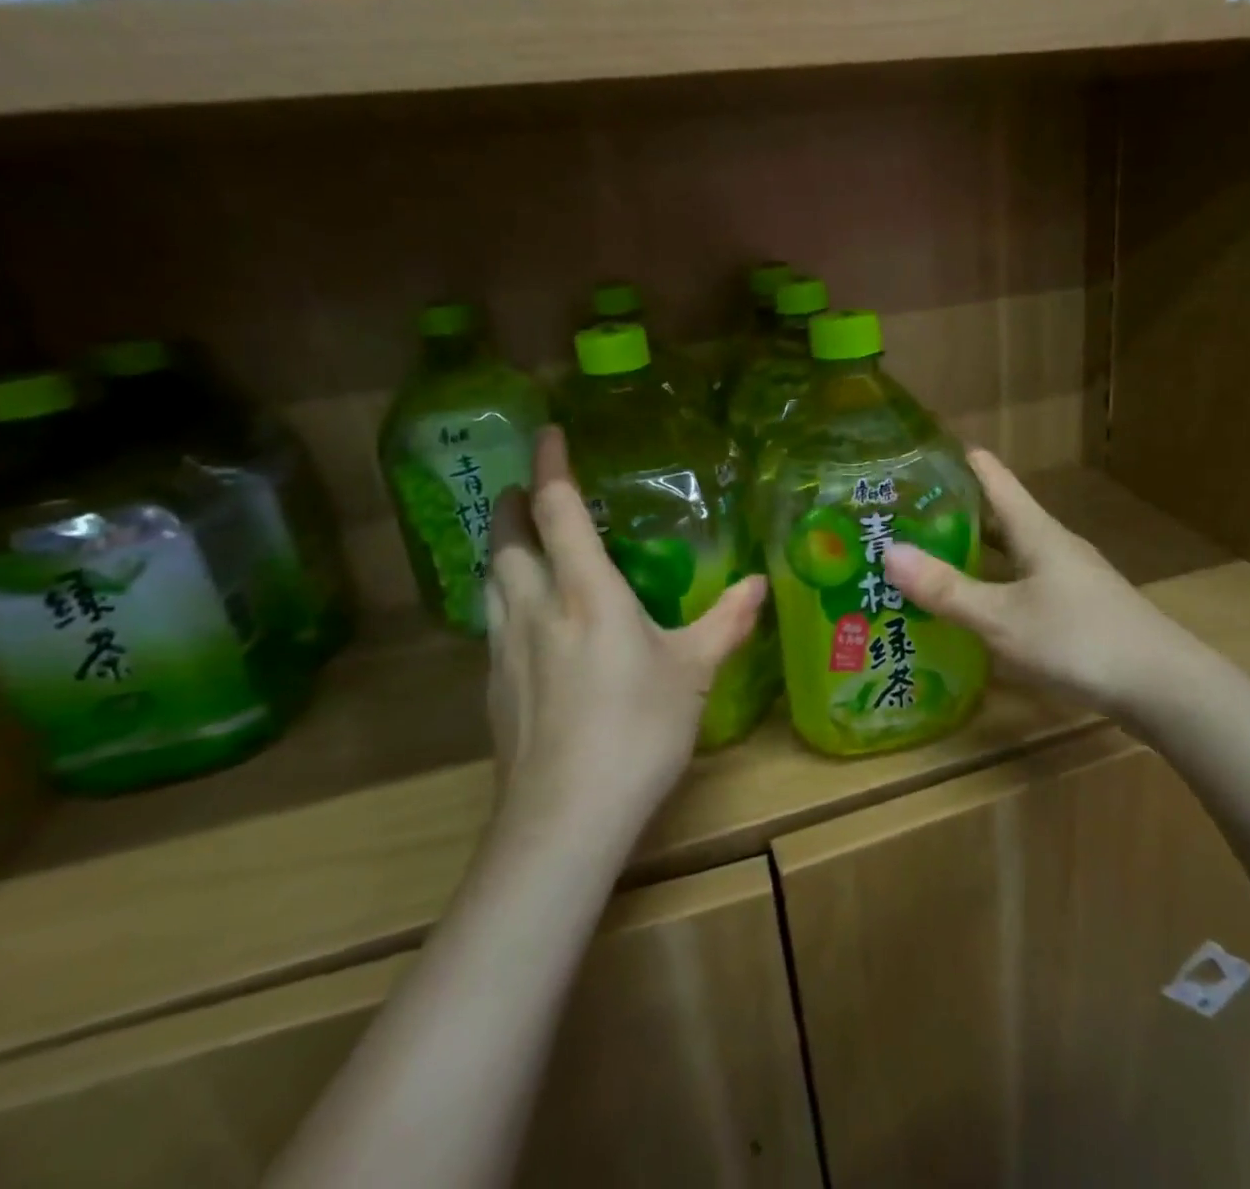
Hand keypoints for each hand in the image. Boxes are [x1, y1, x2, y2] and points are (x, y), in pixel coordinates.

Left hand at [483, 428, 765, 833]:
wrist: (564, 818)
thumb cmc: (637, 730)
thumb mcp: (694, 672)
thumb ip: (726, 622)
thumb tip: (758, 583)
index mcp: (585, 591)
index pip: (557, 509)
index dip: (549, 465)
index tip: (546, 432)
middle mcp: (535, 607)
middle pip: (505, 539)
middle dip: (510, 503)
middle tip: (524, 488)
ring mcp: (505, 648)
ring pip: (490, 579)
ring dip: (500, 548)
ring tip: (518, 542)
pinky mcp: (494, 686)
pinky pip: (492, 620)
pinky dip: (503, 597)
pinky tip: (526, 619)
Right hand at [882, 449, 1201, 726]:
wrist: (1163, 687)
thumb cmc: (1079, 640)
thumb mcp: (1002, 618)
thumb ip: (946, 590)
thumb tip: (888, 552)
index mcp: (1036, 531)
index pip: (993, 476)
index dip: (957, 459)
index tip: (916, 452)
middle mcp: (1052, 545)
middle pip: (998, 514)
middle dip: (953, 511)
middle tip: (903, 515)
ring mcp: (1068, 577)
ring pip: (1011, 552)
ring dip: (972, 550)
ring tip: (927, 556)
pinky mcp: (1077, 608)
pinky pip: (1023, 582)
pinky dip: (993, 583)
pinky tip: (974, 605)